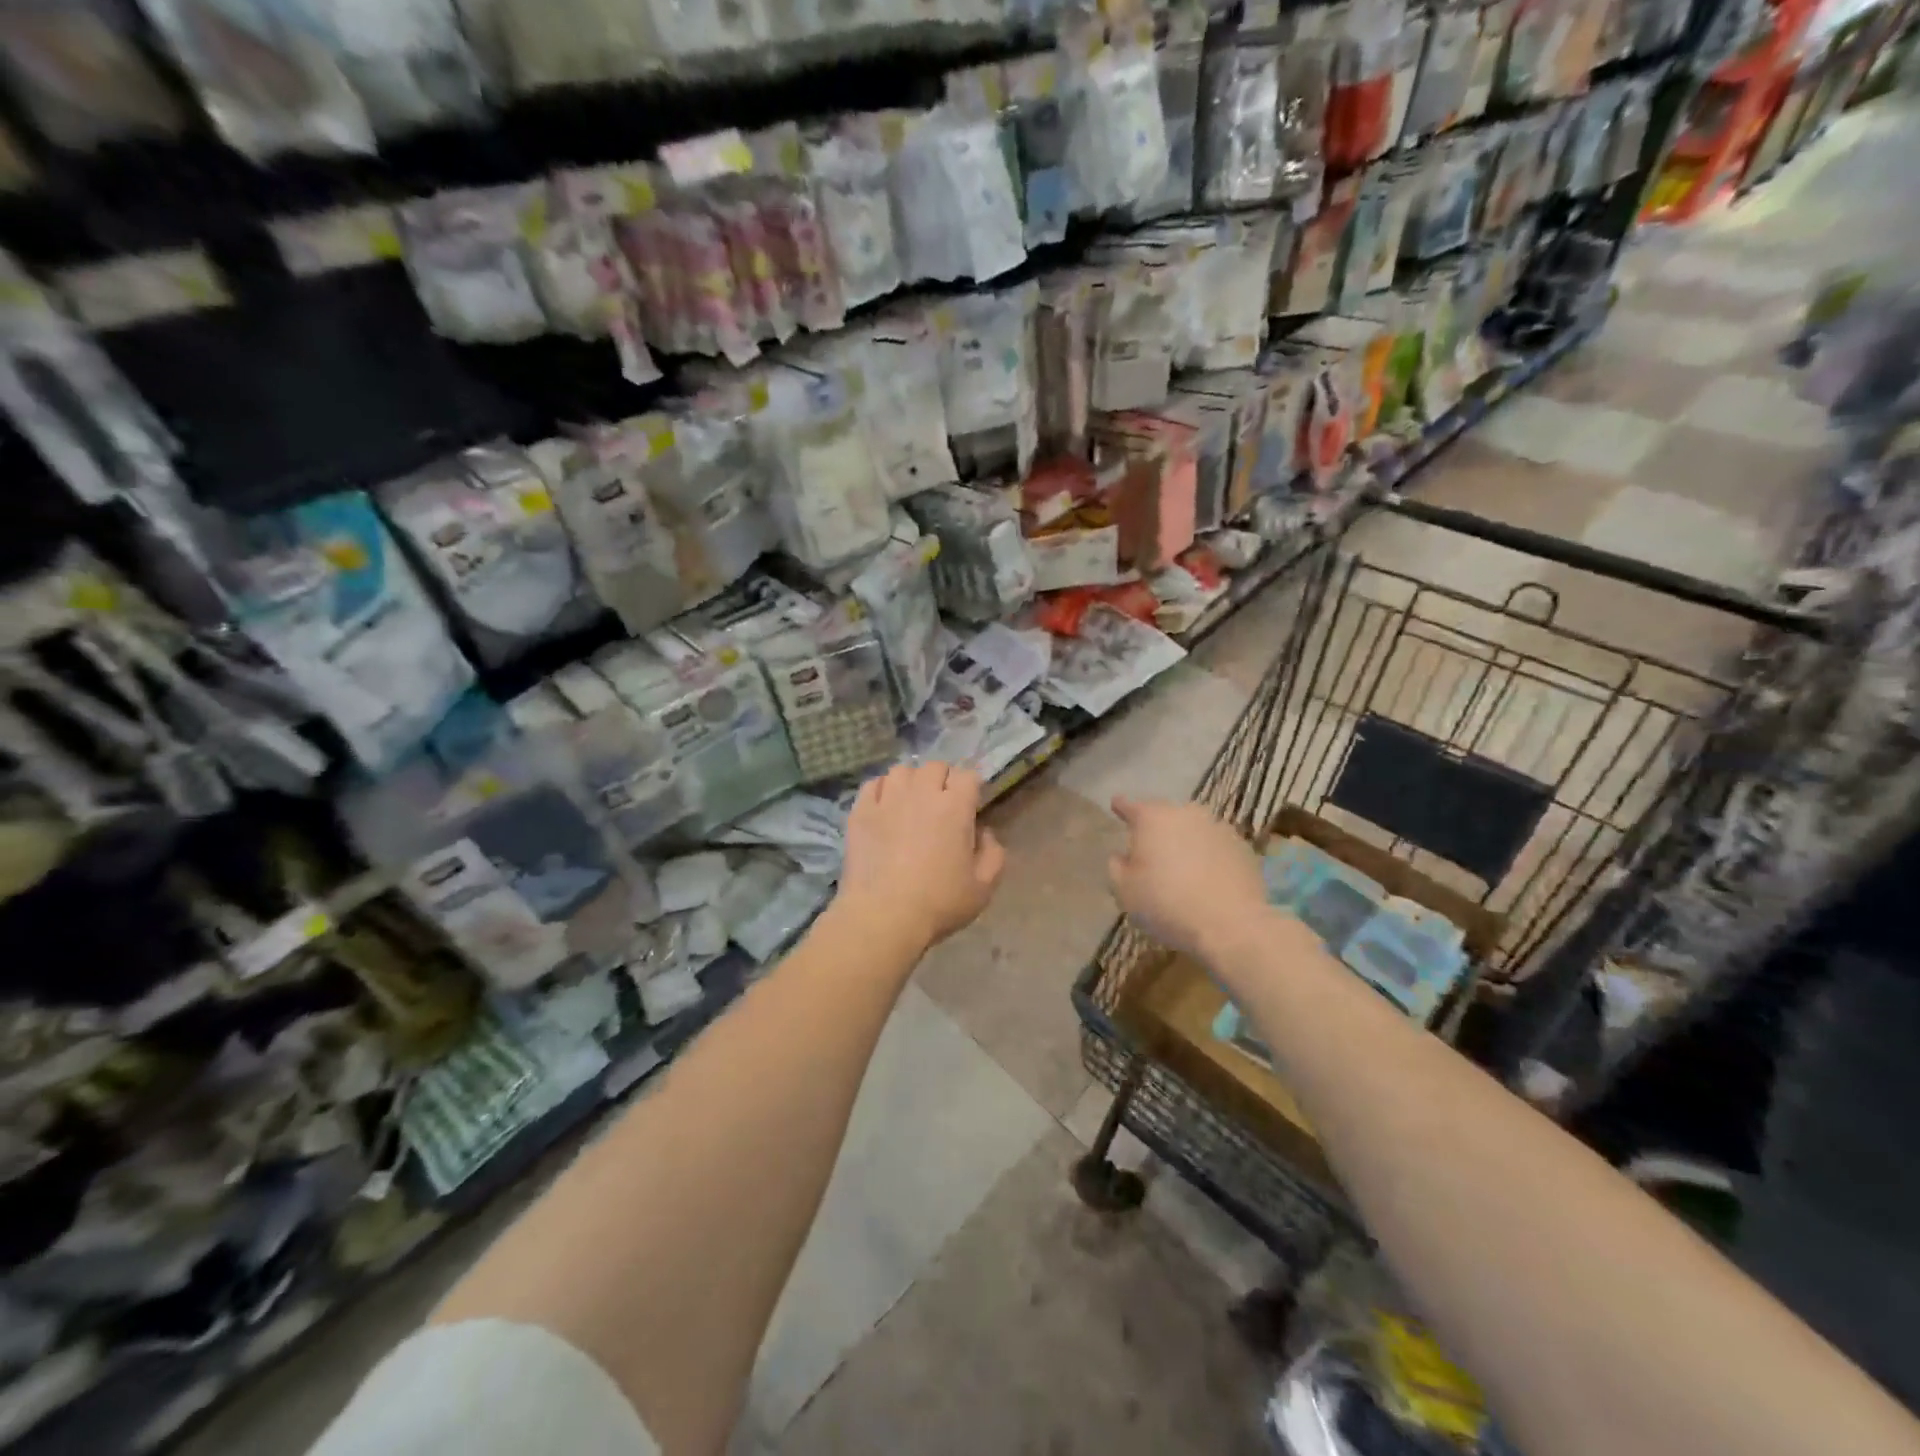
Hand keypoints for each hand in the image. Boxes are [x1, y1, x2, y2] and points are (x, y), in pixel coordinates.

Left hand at [836, 762, 1006, 951]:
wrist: (882, 916)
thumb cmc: (939, 903)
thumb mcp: (984, 887)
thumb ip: (993, 854)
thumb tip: (984, 832)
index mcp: (955, 807)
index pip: (968, 776)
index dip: (971, 789)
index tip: (970, 808)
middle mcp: (921, 793)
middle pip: (935, 767)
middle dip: (942, 781)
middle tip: (941, 806)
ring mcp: (887, 799)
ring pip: (902, 770)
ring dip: (911, 782)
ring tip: (911, 803)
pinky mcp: (860, 811)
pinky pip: (873, 784)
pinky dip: (881, 790)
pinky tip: (884, 808)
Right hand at [1107, 797, 1269, 961]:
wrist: (1231, 924)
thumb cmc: (1166, 904)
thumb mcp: (1124, 891)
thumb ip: (1116, 867)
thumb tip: (1122, 856)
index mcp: (1152, 818)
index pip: (1130, 806)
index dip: (1121, 807)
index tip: (1116, 805)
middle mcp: (1185, 813)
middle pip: (1164, 815)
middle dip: (1156, 828)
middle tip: (1150, 849)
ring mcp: (1218, 827)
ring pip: (1193, 829)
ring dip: (1184, 840)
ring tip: (1181, 865)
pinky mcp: (1242, 847)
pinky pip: (1216, 846)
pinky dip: (1209, 855)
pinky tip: (1207, 878)